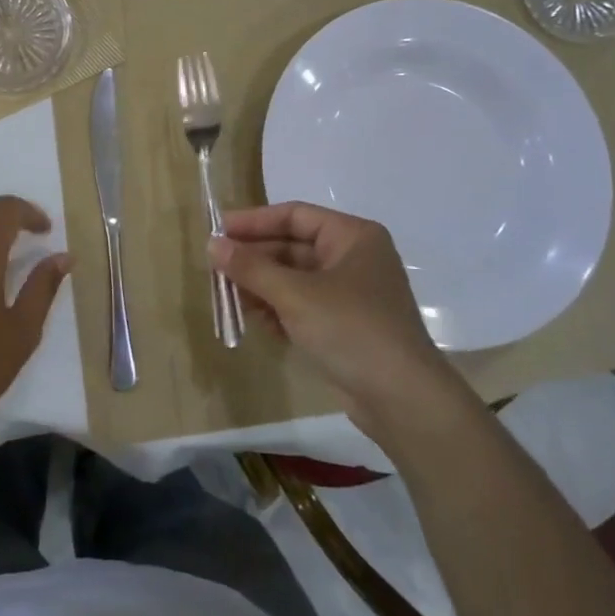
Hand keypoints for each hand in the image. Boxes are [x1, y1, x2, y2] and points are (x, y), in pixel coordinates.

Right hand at [209, 202, 469, 435]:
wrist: (402, 400)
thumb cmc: (350, 329)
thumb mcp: (295, 295)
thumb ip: (251, 267)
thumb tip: (212, 244)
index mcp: (353, 236)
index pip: (295, 215)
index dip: (254, 222)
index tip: (218, 231)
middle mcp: (354, 258)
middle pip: (292, 247)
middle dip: (255, 260)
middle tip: (216, 269)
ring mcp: (351, 294)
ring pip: (295, 279)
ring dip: (263, 287)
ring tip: (231, 298)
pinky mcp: (345, 326)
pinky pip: (303, 306)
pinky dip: (279, 310)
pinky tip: (258, 322)